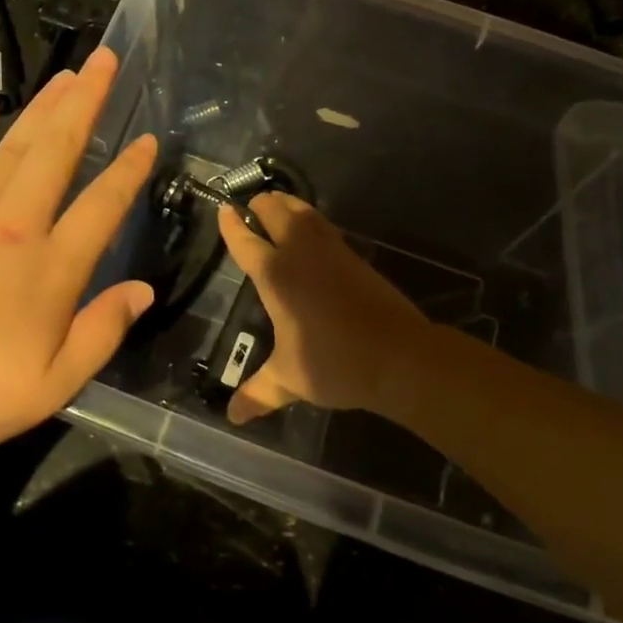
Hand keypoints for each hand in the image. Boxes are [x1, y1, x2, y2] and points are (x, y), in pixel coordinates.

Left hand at [0, 47, 157, 462]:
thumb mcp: (52, 385)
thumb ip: (102, 333)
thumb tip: (143, 291)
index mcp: (51, 267)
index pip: (103, 206)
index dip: (128, 171)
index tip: (147, 139)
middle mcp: (14, 226)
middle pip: (58, 151)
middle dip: (86, 103)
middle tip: (106, 61)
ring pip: (13, 146)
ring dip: (43, 107)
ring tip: (66, 75)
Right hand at [215, 193, 434, 424]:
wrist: (399, 356)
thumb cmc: (335, 364)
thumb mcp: (289, 380)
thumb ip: (258, 393)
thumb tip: (232, 417)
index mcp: (276, 276)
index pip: (246, 243)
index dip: (232, 226)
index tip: (222, 209)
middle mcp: (301, 255)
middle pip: (276, 213)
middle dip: (261, 206)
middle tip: (250, 207)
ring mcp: (332, 251)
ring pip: (304, 213)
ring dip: (287, 205)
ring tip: (278, 205)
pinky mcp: (355, 257)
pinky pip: (325, 226)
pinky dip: (311, 220)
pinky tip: (312, 232)